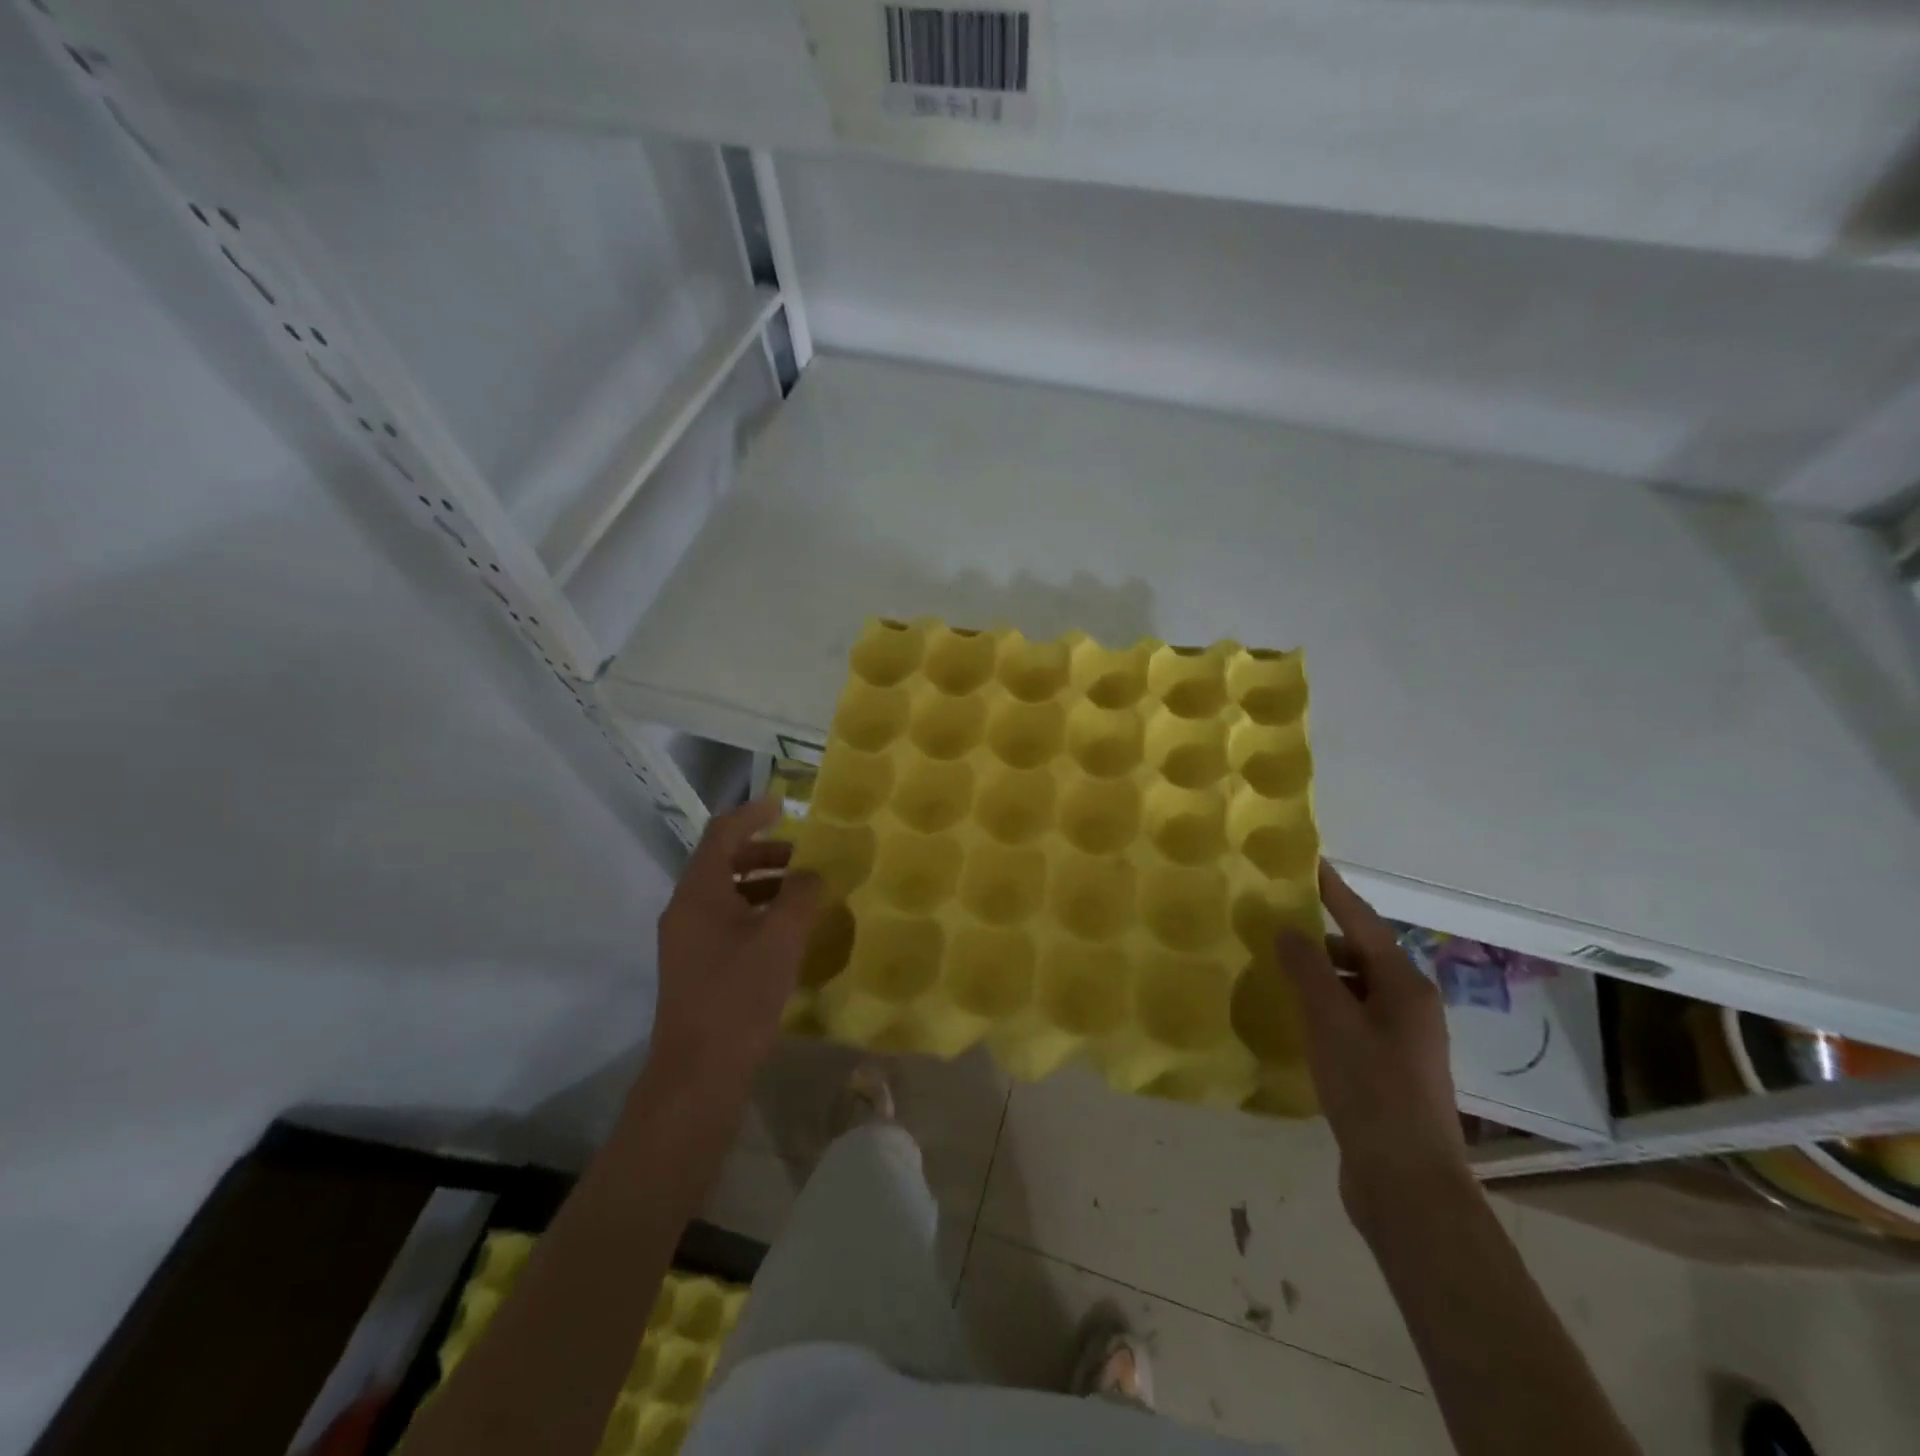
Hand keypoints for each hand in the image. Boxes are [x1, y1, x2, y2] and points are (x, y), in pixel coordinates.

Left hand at [649, 798, 820, 1096]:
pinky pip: (725, 921)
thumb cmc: (740, 994)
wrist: (699, 1071)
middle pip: (723, 862)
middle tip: (803, 858)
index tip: (784, 805)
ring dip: (762, 884)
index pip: (722, 833)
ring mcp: (686, 940)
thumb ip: (800, 895)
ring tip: (802, 894)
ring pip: (726, 894)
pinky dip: (755, 912)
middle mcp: (685, 909)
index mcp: (699, 892)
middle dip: (764, 852)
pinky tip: (785, 932)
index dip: (752, 814)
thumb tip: (811, 873)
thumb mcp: (781, 937)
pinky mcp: (694, 966)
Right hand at [1277, 863, 1469, 1236]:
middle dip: (1323, 935)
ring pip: (1357, 988)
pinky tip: (1296, 1016)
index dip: (1335, 891)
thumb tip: (1288, 928)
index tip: (1309, 863)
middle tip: (1277, 920)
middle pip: (1363, 954)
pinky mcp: (1389, 1069)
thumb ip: (1307, 968)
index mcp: (1405, 986)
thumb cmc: (1370, 1090)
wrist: (1407, 1182)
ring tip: (1278, 968)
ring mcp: (1403, 1040)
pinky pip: (1353, 1018)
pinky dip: (1326, 1006)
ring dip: (1321, 973)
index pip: (1364, 922)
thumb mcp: (1330, 1020)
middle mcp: (1411, 1006)